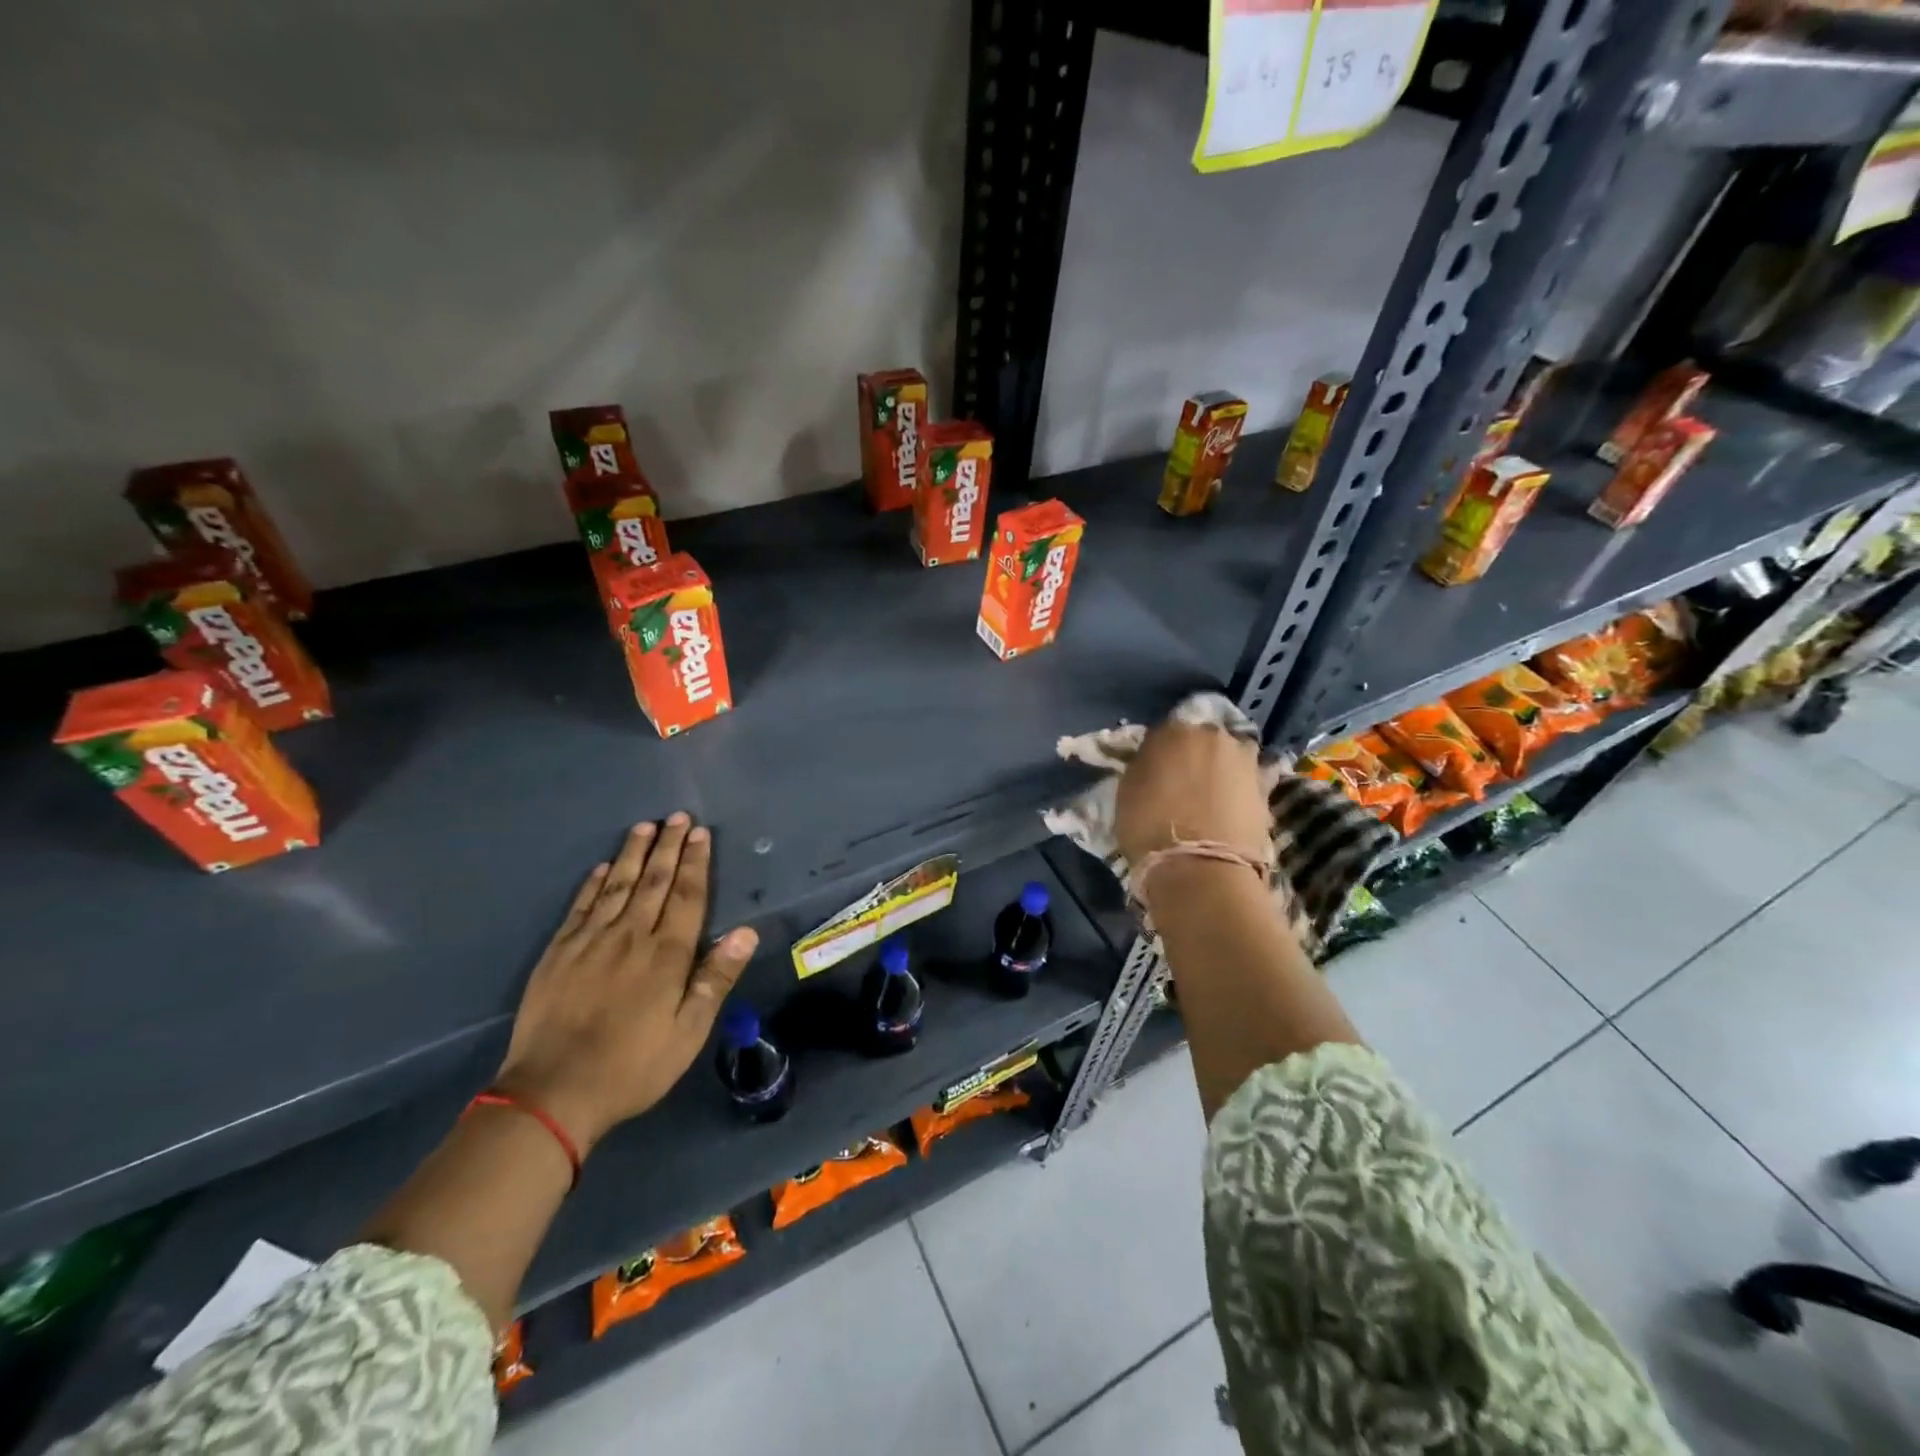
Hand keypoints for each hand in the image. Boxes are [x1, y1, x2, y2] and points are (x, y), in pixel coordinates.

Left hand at [494, 814, 758, 1154]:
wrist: (552, 1093)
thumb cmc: (632, 1066)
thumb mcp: (688, 1032)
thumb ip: (716, 978)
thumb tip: (746, 932)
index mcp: (667, 955)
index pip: (687, 896)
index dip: (696, 863)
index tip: (701, 834)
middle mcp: (631, 936)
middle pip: (654, 882)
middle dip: (669, 847)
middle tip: (678, 817)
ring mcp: (590, 941)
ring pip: (617, 885)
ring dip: (634, 854)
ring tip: (645, 826)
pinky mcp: (558, 953)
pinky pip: (580, 906)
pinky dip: (593, 883)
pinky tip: (602, 867)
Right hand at [1113, 720, 1269, 869]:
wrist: (1202, 868)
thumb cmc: (1150, 827)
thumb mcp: (1126, 791)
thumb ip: (1143, 767)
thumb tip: (1153, 763)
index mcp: (1176, 730)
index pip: (1163, 733)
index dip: (1157, 753)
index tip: (1152, 772)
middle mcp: (1215, 736)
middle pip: (1201, 741)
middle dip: (1192, 758)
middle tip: (1181, 786)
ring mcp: (1246, 762)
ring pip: (1227, 761)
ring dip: (1218, 773)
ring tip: (1207, 802)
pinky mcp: (1267, 791)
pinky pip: (1245, 785)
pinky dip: (1236, 795)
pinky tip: (1225, 815)